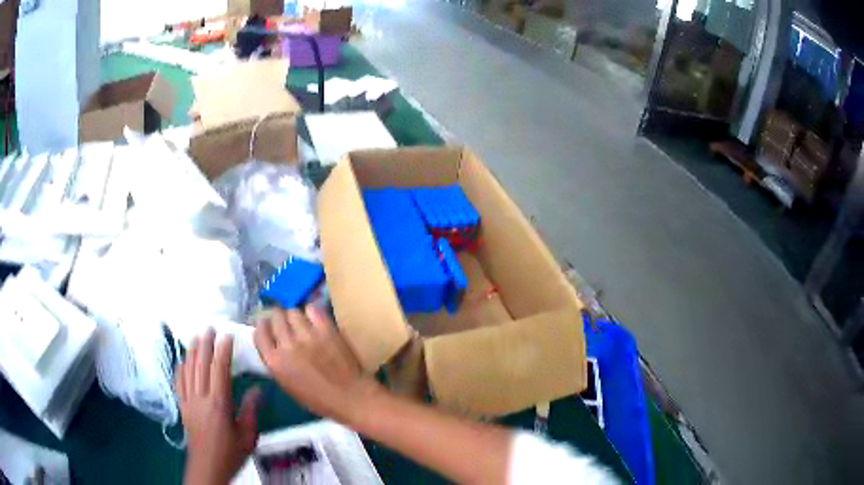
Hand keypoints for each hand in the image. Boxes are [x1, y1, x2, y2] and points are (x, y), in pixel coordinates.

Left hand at [176, 329, 260, 484]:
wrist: (208, 466)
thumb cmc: (230, 452)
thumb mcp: (248, 435)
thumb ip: (251, 410)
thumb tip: (258, 390)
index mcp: (219, 404)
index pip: (219, 370)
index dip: (222, 352)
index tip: (227, 337)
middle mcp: (201, 398)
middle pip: (201, 366)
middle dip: (205, 345)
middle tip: (209, 329)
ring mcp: (189, 401)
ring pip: (188, 371)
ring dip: (192, 352)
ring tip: (196, 337)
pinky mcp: (182, 407)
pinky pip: (179, 383)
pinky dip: (180, 368)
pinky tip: (182, 360)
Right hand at [253, 307, 381, 424]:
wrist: (352, 398)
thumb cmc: (319, 400)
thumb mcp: (288, 385)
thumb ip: (277, 362)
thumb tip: (274, 344)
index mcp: (274, 362)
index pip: (259, 332)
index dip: (263, 327)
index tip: (268, 327)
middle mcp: (287, 345)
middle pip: (275, 317)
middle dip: (278, 318)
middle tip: (285, 323)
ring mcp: (307, 335)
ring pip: (292, 311)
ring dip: (294, 316)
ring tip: (301, 323)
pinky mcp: (326, 329)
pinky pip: (312, 309)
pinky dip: (311, 312)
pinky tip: (315, 320)